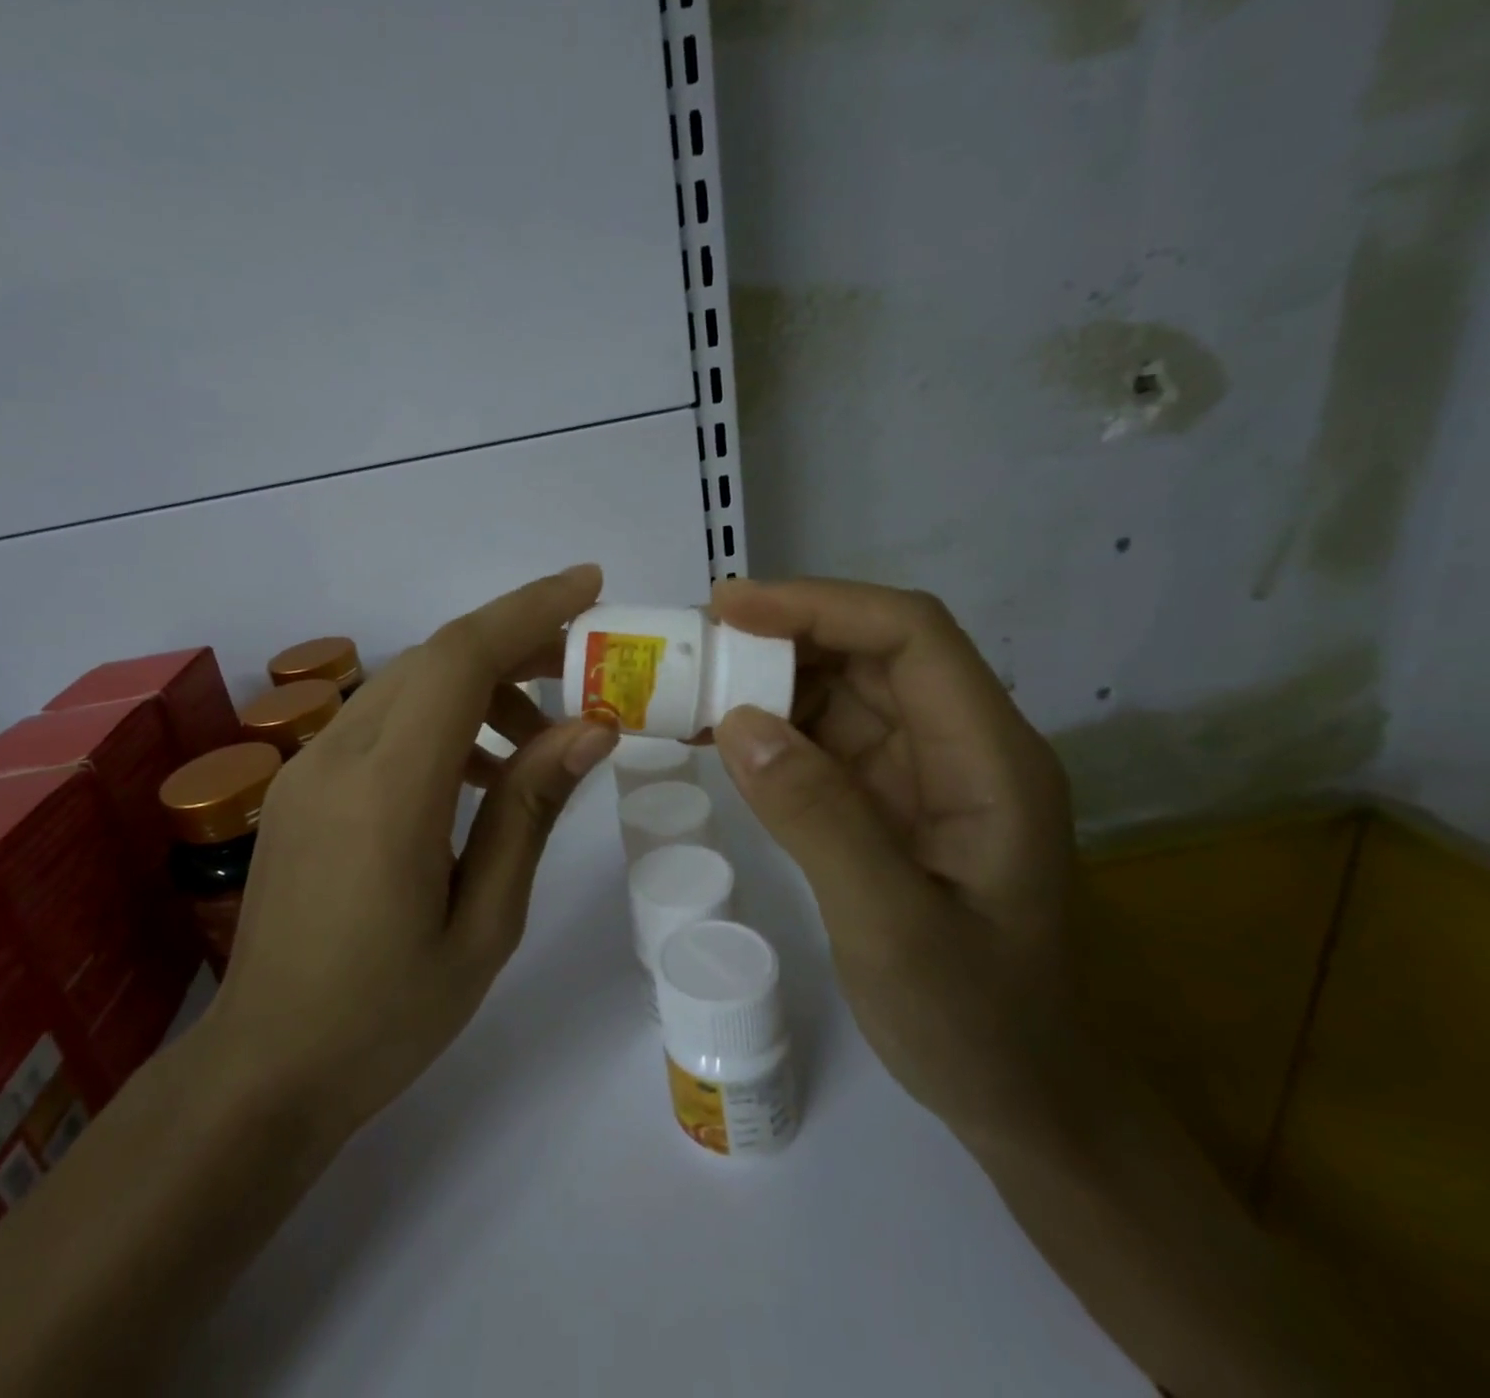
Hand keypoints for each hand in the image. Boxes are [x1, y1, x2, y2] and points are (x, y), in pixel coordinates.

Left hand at [202, 565, 618, 1140]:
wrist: (265, 1068)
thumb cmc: (386, 1017)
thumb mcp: (484, 923)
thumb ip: (530, 811)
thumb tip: (591, 727)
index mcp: (386, 792)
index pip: (459, 659)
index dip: (528, 610)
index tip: (590, 586)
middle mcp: (336, 757)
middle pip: (434, 658)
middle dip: (515, 644)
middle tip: (582, 671)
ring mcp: (306, 767)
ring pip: (406, 684)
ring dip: (478, 687)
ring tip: (536, 741)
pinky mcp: (299, 786)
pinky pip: (379, 722)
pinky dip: (438, 721)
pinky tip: (476, 775)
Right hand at [708, 578, 1081, 1148]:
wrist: (1014, 1093)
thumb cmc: (973, 1022)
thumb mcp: (894, 930)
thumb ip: (820, 819)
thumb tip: (737, 720)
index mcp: (990, 760)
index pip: (910, 637)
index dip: (818, 605)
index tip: (727, 609)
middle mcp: (960, 746)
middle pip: (870, 651)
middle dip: (778, 635)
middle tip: (687, 646)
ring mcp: (922, 770)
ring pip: (840, 688)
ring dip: (763, 676)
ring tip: (685, 685)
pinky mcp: (886, 798)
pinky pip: (821, 737)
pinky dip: (765, 725)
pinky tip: (713, 734)